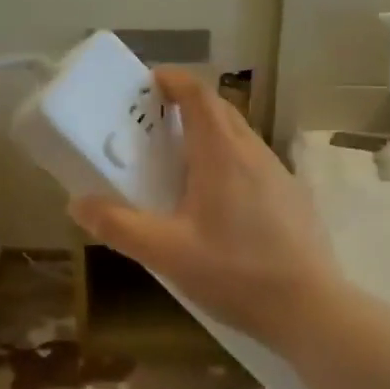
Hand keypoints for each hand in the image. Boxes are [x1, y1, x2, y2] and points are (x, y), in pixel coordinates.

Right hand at [68, 68, 344, 354]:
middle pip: (220, 110)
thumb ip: (119, 226)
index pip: (198, 94)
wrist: (311, 308)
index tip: (148, 83)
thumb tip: (78, 203)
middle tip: (154, 126)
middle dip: (186, 106)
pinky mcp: (293, 198)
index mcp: (222, 154)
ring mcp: (279, 174)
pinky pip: (255, 163)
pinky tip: (219, 203)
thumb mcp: (166, 253)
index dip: (173, 80)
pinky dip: (230, 162)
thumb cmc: (235, 273)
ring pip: (240, 137)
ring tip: (181, 165)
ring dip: (209, 135)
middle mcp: (254, 152)